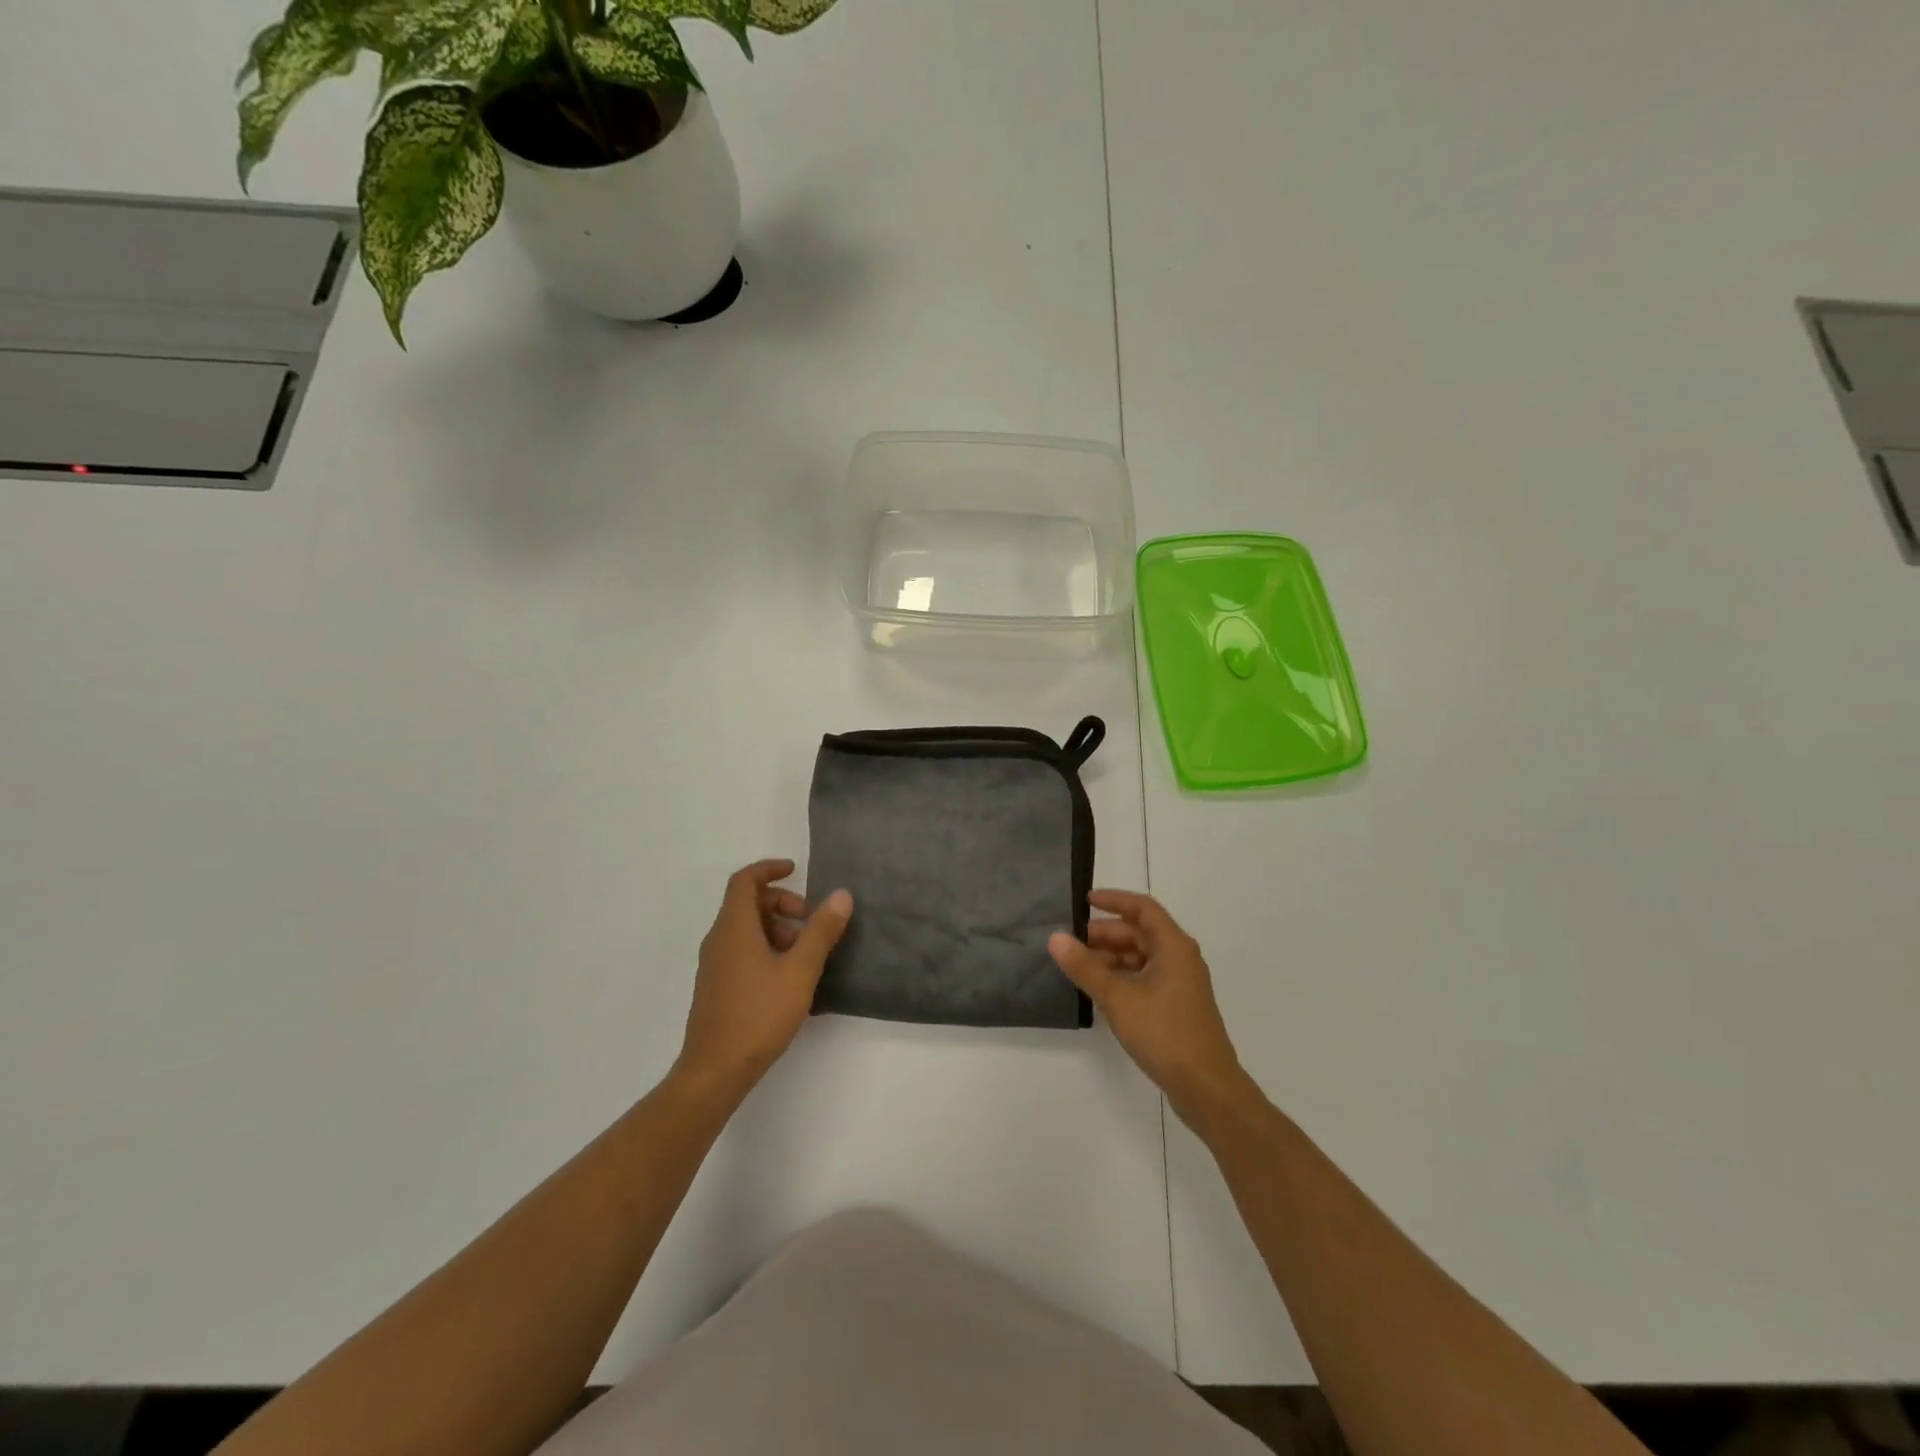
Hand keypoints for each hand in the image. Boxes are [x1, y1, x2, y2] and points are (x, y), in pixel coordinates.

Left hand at [675, 859, 852, 1100]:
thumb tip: (841, 894)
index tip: (796, 870)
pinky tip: (788, 978)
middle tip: (810, 921)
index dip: (769, 869)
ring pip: (745, 929)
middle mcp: (719, 939)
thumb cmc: (758, 1015)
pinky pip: (741, 950)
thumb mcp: (799, 970)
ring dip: (776, 929)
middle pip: (747, 903)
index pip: (745, 880)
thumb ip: (821, 931)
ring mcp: (714, 965)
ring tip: (804, 954)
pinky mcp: (716, 986)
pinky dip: (765, 948)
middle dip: (781, 903)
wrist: (715, 1071)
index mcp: (734, 928)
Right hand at [1049, 890, 1250, 1126]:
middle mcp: (1180, 958)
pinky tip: (1100, 992)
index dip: (1113, 900)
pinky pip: (1145, 978)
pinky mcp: (1177, 1006)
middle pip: (1140, 932)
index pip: (1142, 908)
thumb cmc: (1164, 1033)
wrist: (1206, 1088)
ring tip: (1079, 968)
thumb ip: (1085, 967)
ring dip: (1111, 957)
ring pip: (1141, 957)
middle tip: (1071, 942)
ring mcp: (1180, 983)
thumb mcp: (1118, 998)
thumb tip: (1055, 937)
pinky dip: (1122, 977)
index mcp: (1173, 946)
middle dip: (1105, 934)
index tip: (1084, 901)